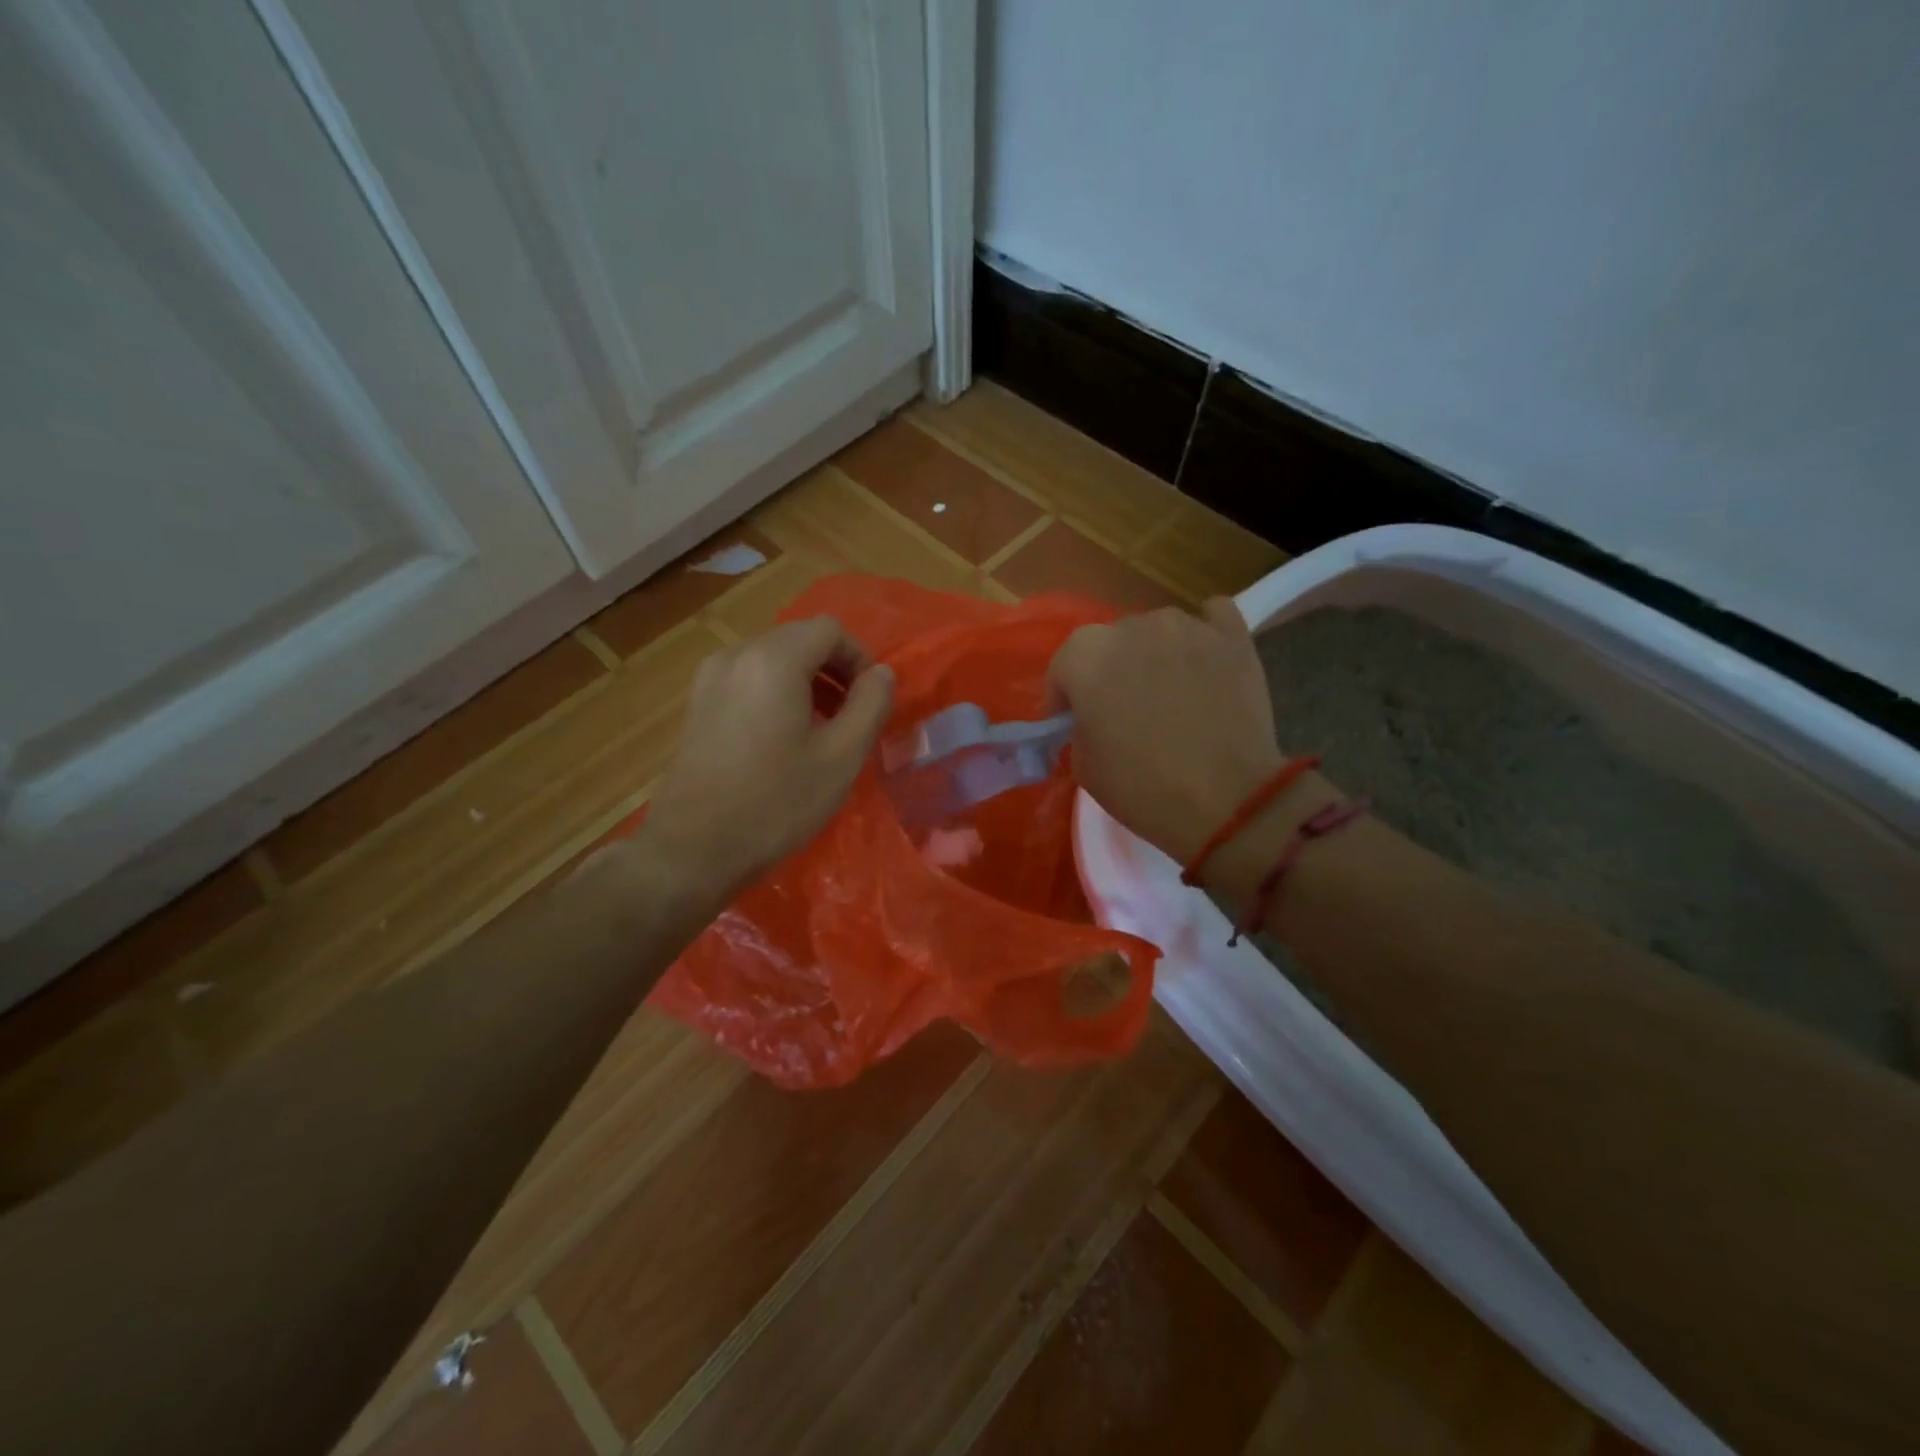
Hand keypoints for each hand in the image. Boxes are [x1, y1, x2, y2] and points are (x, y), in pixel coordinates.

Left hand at [643, 616, 893, 900]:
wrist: (693, 850)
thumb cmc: (776, 803)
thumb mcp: (841, 757)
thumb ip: (871, 704)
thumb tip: (882, 673)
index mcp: (773, 660)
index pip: (829, 630)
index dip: (860, 658)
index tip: (872, 699)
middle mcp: (737, 656)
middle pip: (799, 640)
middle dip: (835, 669)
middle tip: (854, 715)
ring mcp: (710, 679)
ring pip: (774, 660)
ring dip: (808, 682)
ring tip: (824, 728)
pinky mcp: (698, 704)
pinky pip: (750, 679)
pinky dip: (778, 693)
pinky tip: (785, 738)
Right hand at [1049, 599, 1283, 862]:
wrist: (1229, 801)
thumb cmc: (1144, 788)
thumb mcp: (1085, 768)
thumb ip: (1079, 728)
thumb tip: (1091, 718)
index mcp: (1086, 657)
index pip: (1063, 667)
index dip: (1064, 697)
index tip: (1071, 723)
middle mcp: (1132, 627)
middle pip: (1111, 643)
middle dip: (1111, 671)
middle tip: (1123, 710)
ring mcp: (1186, 626)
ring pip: (1158, 630)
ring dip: (1155, 654)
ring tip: (1169, 689)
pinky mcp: (1233, 636)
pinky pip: (1212, 618)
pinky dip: (1204, 636)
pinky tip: (1205, 661)